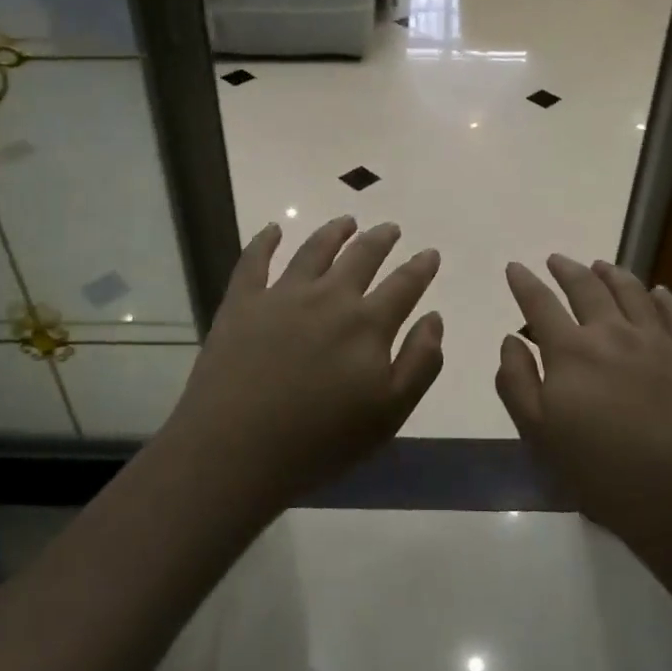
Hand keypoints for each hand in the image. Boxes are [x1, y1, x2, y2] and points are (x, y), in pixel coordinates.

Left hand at [163, 217, 442, 509]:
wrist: (237, 449)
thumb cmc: (321, 440)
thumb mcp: (390, 413)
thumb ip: (420, 362)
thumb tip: (434, 318)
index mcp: (367, 324)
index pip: (404, 285)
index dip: (420, 268)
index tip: (430, 253)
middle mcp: (329, 297)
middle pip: (361, 256)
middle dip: (380, 239)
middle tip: (391, 228)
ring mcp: (282, 295)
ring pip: (314, 250)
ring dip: (334, 232)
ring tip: (347, 221)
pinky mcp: (242, 302)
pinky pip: (254, 260)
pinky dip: (265, 241)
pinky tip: (273, 229)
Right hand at [496, 255, 671, 543]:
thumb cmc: (602, 472)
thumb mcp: (539, 435)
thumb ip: (517, 382)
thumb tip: (511, 340)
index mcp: (571, 352)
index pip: (540, 304)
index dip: (524, 283)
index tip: (515, 266)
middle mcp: (612, 332)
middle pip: (586, 287)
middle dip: (566, 269)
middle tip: (556, 259)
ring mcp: (657, 340)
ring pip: (632, 291)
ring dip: (612, 273)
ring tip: (601, 266)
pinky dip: (665, 296)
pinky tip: (659, 292)